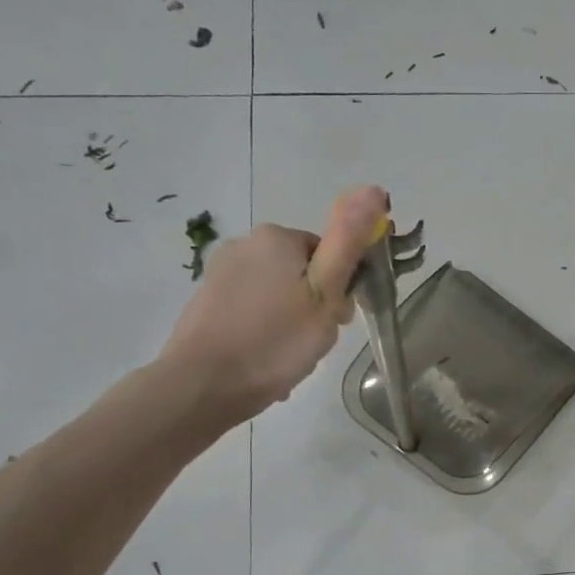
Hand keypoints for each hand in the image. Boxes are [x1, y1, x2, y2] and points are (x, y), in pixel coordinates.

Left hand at [156, 185, 389, 427]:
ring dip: (291, 323)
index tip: (335, 322)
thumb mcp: (325, 294)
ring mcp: (221, 272)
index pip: (330, 255)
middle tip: (311, 342)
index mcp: (278, 237)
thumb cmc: (274, 342)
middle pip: (303, 273)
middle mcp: (245, 243)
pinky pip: (253, 311)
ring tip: (288, 358)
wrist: (201, 386)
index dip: (340, 291)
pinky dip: (265, 332)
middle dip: (314, 306)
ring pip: (278, 295)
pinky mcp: (207, 300)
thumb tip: (373, 188)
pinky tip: (264, 361)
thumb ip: (348, 241)